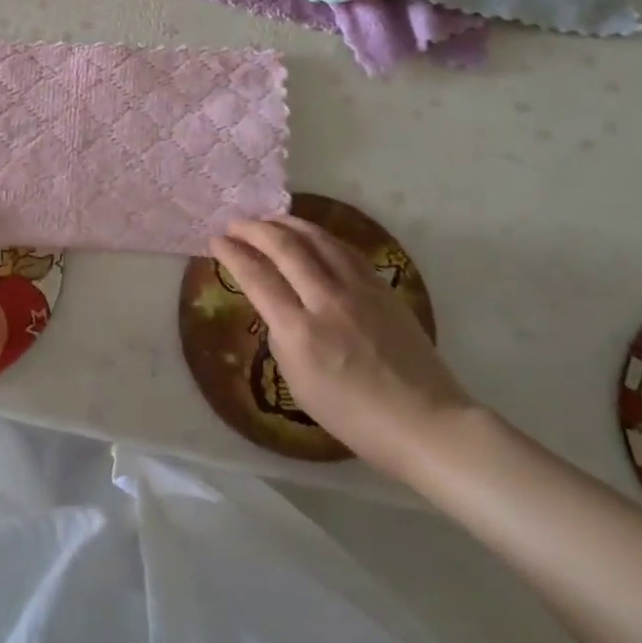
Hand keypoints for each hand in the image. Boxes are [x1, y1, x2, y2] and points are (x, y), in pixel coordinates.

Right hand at [211, 216, 475, 482]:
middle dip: (254, 229)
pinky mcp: (383, 288)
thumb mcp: (298, 383)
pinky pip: (345, 250)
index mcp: (299, 332)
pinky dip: (321, 236)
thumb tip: (277, 307)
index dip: (232, 253)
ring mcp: (359, 291)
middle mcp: (327, 301)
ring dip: (287, 223)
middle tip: (235, 223)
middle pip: (285, 247)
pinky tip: (311, 235)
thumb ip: (282, 337)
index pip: (257, 277)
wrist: (425, 422)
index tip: (216, 240)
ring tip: (269, 219)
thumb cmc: (354, 416)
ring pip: (318, 239)